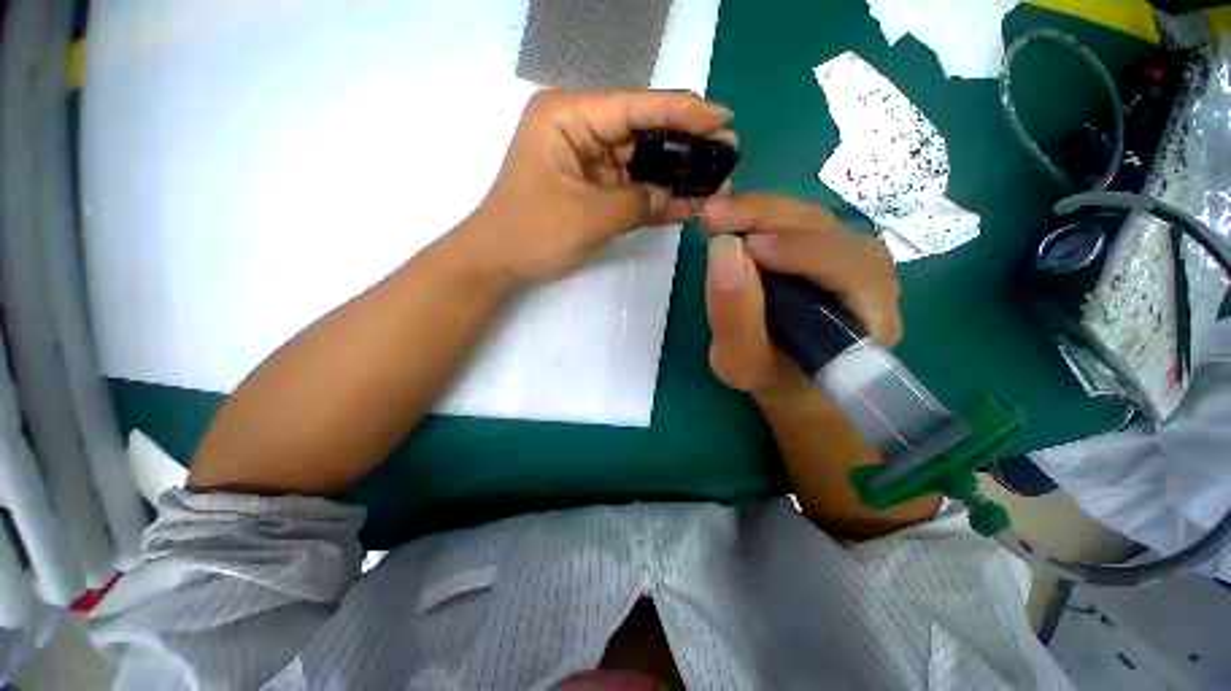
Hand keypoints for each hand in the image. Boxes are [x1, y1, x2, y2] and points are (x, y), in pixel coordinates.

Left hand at [463, 89, 734, 284]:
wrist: (499, 264)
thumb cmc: (531, 233)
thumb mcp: (586, 217)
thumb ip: (635, 202)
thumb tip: (673, 196)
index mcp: (567, 118)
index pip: (634, 107)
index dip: (682, 112)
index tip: (723, 118)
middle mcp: (580, 131)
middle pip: (642, 133)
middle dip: (684, 147)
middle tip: (727, 155)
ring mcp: (587, 163)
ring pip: (640, 164)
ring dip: (674, 177)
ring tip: (715, 183)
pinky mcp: (593, 190)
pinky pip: (630, 190)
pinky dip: (655, 199)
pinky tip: (687, 204)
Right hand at [701, 194, 900, 395]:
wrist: (790, 381)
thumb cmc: (771, 379)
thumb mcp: (741, 362)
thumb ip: (733, 317)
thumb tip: (723, 248)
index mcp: (869, 317)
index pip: (848, 268)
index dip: (798, 250)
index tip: (743, 246)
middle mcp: (871, 279)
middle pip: (828, 231)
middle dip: (769, 217)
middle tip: (715, 217)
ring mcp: (850, 259)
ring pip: (813, 220)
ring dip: (764, 213)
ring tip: (719, 217)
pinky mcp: (829, 251)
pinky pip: (801, 224)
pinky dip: (765, 217)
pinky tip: (737, 221)